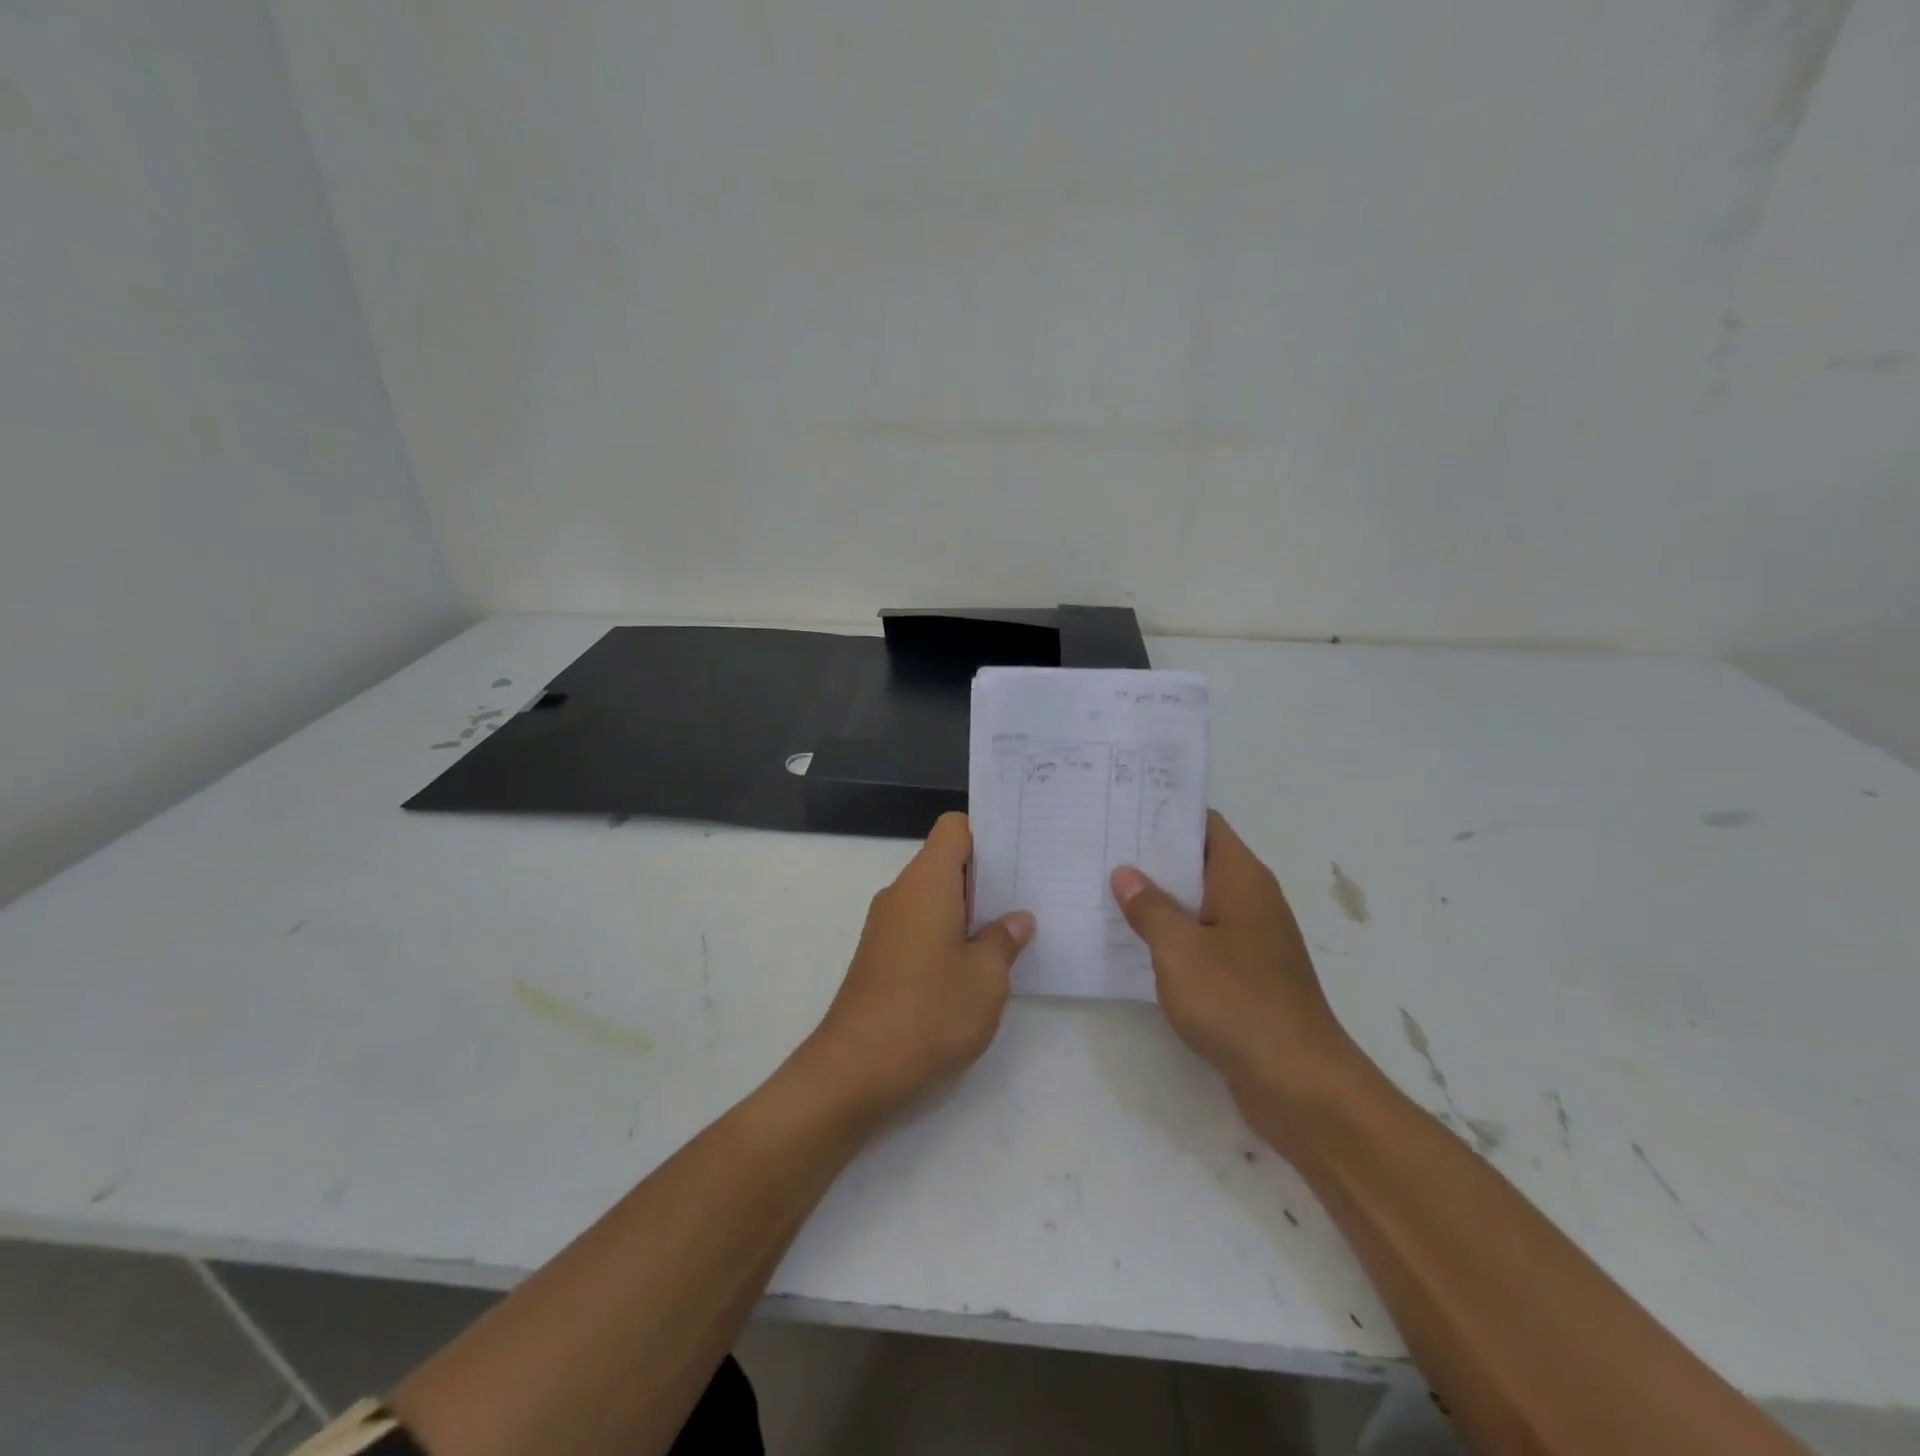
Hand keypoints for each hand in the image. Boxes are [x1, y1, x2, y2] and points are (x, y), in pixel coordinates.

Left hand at [805, 813, 1034, 1116]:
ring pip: (934, 898)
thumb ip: (1003, 940)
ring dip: (968, 910)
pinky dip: (948, 935)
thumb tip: (1016, 920)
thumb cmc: (929, 1011)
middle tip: (1030, 892)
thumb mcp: (986, 977)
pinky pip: (920, 927)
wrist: (856, 1070)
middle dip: (986, 876)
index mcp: (926, 882)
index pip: (954, 828)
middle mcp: (901, 893)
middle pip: (945, 862)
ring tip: (1011, 931)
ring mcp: (886, 926)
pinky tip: (975, 966)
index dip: (987, 833)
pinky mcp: (880, 957)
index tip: (1019, 854)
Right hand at [1111, 813, 1360, 1125]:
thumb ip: (1150, 908)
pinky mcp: (1245, 974)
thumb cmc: (1238, 1003)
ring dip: (1159, 897)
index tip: (1122, 807)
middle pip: (1198, 861)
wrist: (1299, 1084)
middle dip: (1152, 854)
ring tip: (1106, 887)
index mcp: (1242, 880)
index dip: (1165, 812)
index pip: (1204, 825)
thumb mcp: (1180, 950)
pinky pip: (1202, 938)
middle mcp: (1251, 900)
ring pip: (1198, 902)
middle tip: (1101, 845)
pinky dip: (1172, 933)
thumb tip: (1125, 874)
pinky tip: (1133, 940)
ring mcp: (1250, 939)